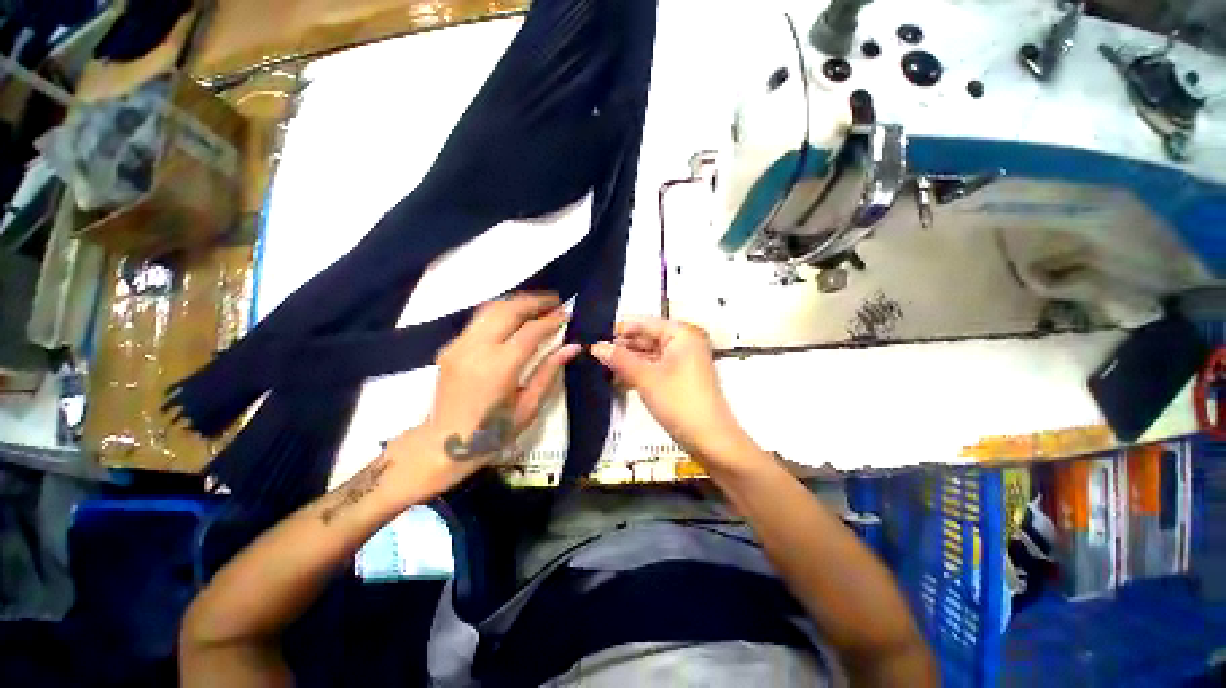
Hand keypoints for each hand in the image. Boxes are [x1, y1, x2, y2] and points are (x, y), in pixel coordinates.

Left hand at [386, 293, 580, 499]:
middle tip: (555, 301)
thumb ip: (549, 372)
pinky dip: (501, 312)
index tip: (567, 313)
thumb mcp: (528, 407)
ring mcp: (459, 345)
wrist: (443, 445)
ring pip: (491, 308)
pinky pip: (479, 320)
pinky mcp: (450, 346)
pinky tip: (514, 318)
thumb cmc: (492, 433)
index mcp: (500, 367)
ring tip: (537, 304)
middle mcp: (477, 348)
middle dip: (535, 301)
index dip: (552, 320)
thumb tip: (572, 347)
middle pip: (509, 310)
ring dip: (517, 302)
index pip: (531, 331)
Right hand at [591, 317, 758, 469]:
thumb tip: (596, 346)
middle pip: (646, 338)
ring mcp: (683, 361)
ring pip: (649, 355)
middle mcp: (684, 343)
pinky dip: (638, 373)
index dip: (619, 330)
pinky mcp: (679, 379)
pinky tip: (616, 380)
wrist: (710, 440)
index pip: (644, 323)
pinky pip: (654, 369)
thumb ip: (620, 359)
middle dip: (621, 348)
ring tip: (599, 367)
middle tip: (592, 353)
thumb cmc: (679, 402)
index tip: (593, 336)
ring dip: (627, 362)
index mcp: (682, 334)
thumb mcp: (646, 378)